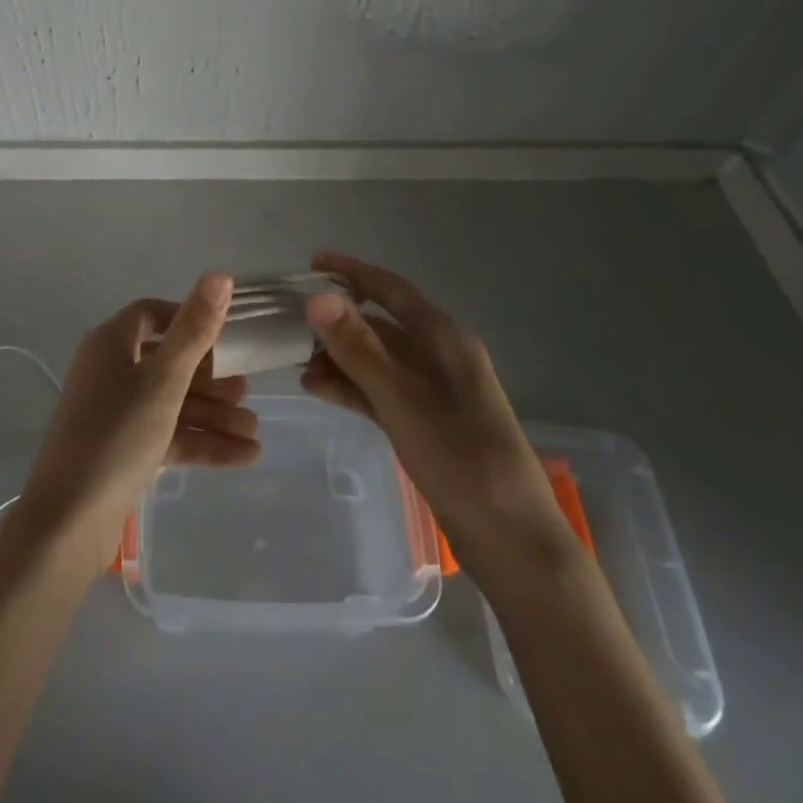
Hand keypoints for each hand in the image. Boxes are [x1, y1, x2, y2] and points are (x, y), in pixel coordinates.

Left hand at [18, 272, 259, 567]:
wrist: (68, 523)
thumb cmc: (117, 436)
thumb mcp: (164, 379)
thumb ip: (195, 329)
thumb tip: (220, 274)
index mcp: (110, 344)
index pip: (153, 315)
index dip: (190, 319)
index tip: (227, 334)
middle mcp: (109, 372)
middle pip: (167, 362)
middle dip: (211, 379)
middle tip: (248, 392)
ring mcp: (113, 414)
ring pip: (171, 404)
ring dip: (212, 415)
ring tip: (255, 431)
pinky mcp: (120, 451)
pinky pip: (166, 436)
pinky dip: (200, 443)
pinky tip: (243, 457)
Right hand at [300, 251, 538, 540]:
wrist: (511, 540)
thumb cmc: (460, 458)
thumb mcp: (402, 399)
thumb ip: (358, 348)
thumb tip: (317, 297)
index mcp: (444, 339)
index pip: (391, 290)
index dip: (352, 272)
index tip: (312, 262)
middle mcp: (440, 356)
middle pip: (382, 324)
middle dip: (338, 321)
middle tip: (292, 322)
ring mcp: (434, 392)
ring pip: (378, 360)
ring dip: (340, 357)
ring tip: (296, 362)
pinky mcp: (427, 423)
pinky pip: (382, 391)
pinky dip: (352, 387)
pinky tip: (319, 390)